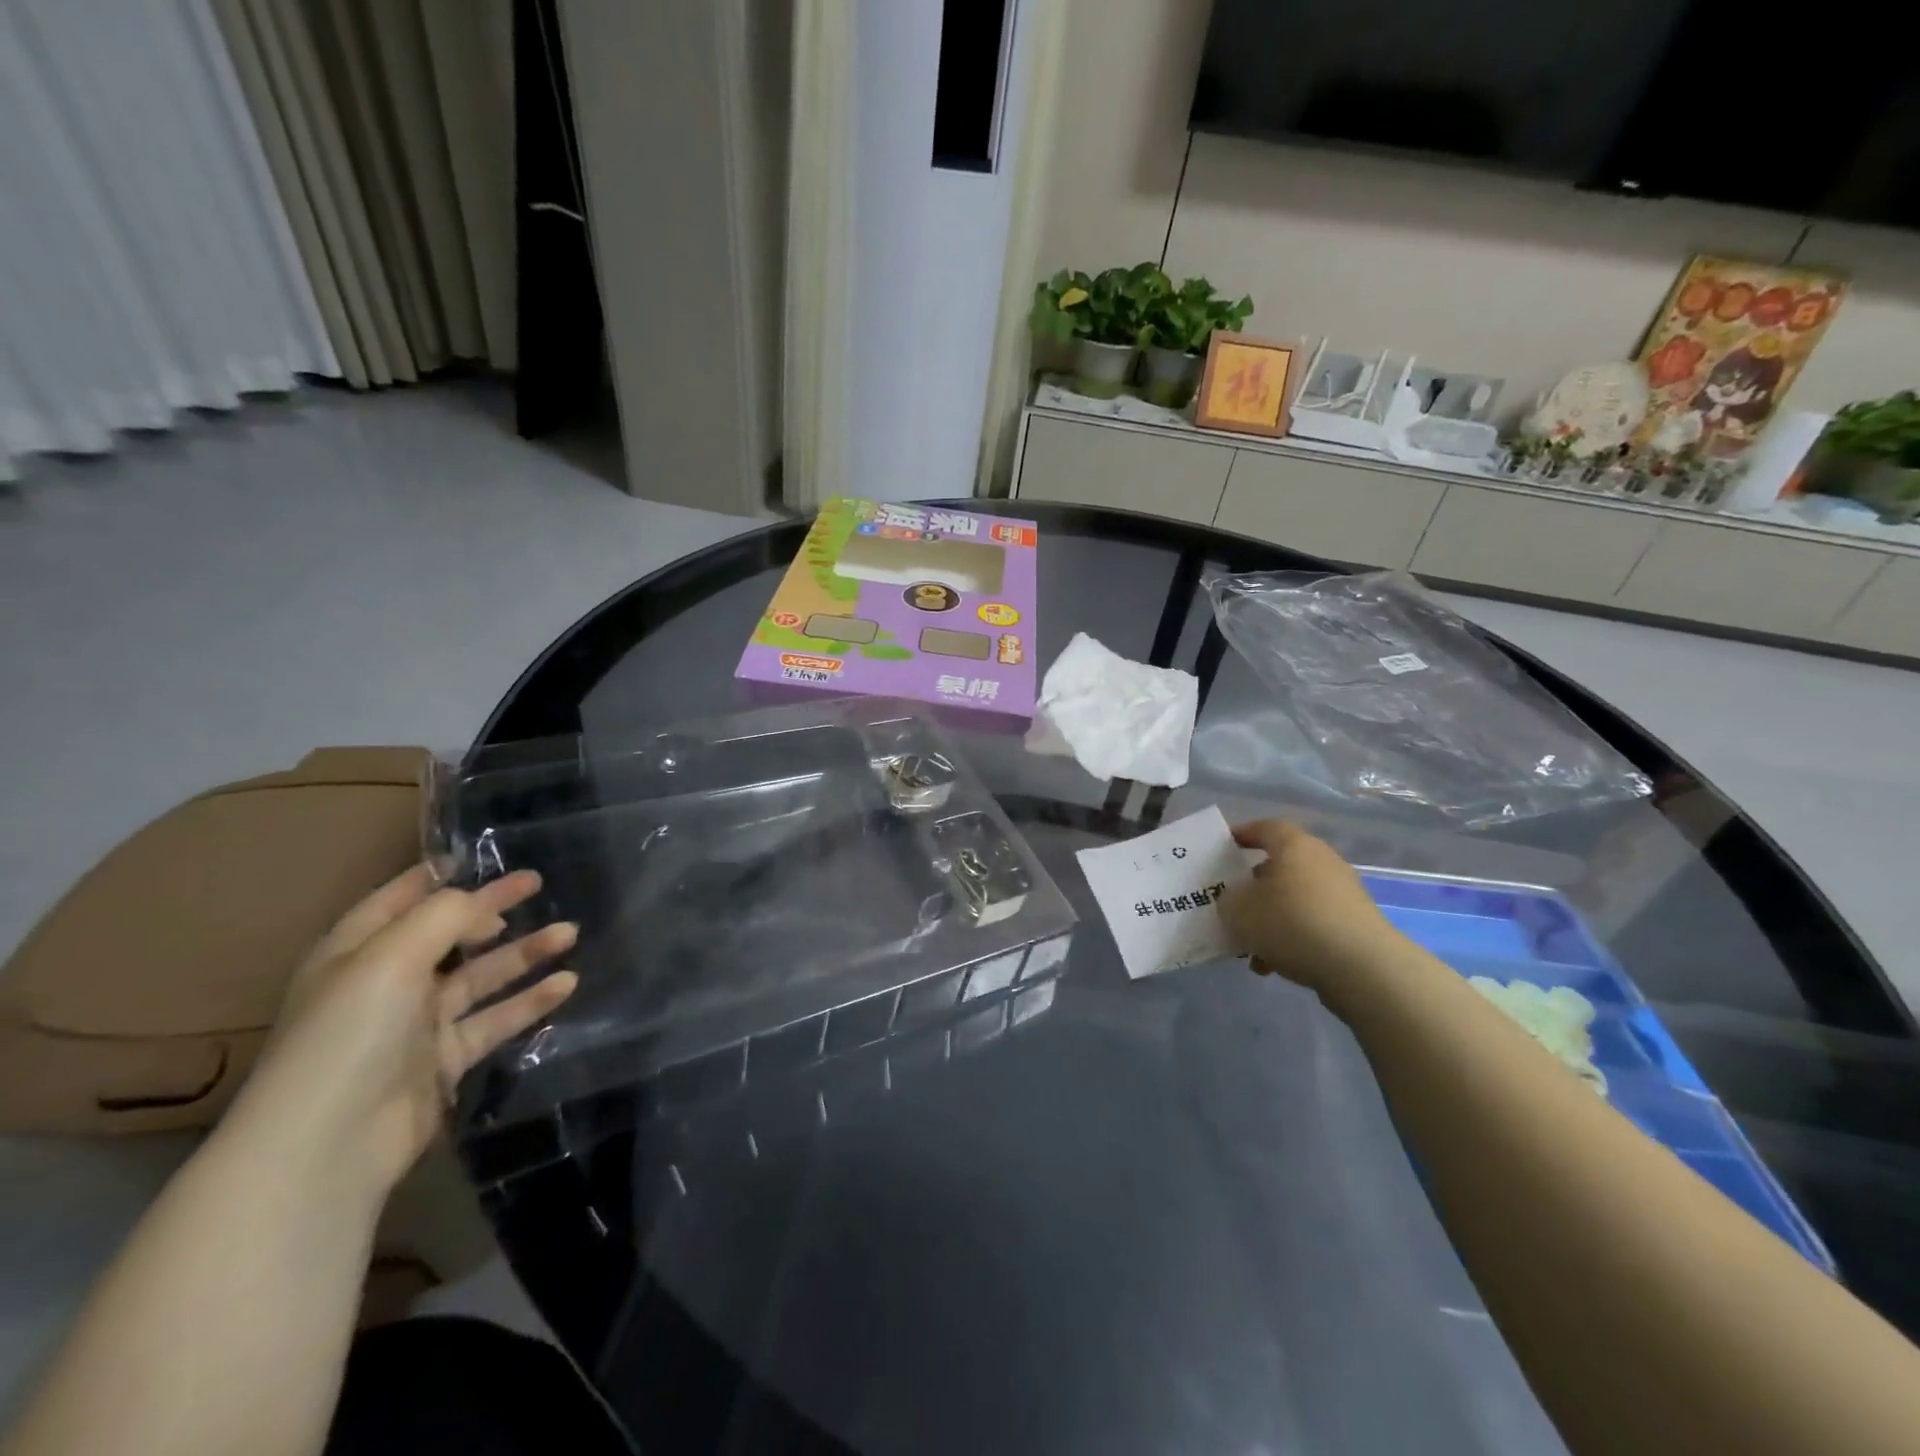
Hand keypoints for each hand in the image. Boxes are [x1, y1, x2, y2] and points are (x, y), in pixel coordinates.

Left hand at [221, 865, 578, 1200]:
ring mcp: (415, 1025)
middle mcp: (385, 983)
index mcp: (356, 952)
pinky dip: (529, 1001)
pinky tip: (567, 984)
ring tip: (570, 932)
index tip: (483, 857)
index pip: (399, 899)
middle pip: (450, 934)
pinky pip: (495, 1020)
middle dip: (494, 908)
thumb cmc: (350, 1033)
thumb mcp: (391, 956)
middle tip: (538, 884)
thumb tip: (482, 900)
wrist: (328, 1145)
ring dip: (524, 953)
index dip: (438, 877)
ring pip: (481, 976)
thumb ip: (444, 916)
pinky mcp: (444, 1061)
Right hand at [1218, 820, 1403, 991]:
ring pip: (1295, 900)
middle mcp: (1322, 862)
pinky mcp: (1354, 926)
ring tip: (1250, 945)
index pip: (1265, 828)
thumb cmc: (1292, 922)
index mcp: (1295, 846)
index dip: (1243, 835)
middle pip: (1280, 866)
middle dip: (1255, 885)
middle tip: (1233, 902)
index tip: (1224, 848)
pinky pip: (1312, 925)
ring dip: (1271, 918)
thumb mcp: (1239, 910)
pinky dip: (1291, 939)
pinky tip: (1273, 966)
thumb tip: (1236, 899)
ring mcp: (1343, 894)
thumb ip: (1228, 899)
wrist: (1362, 968)